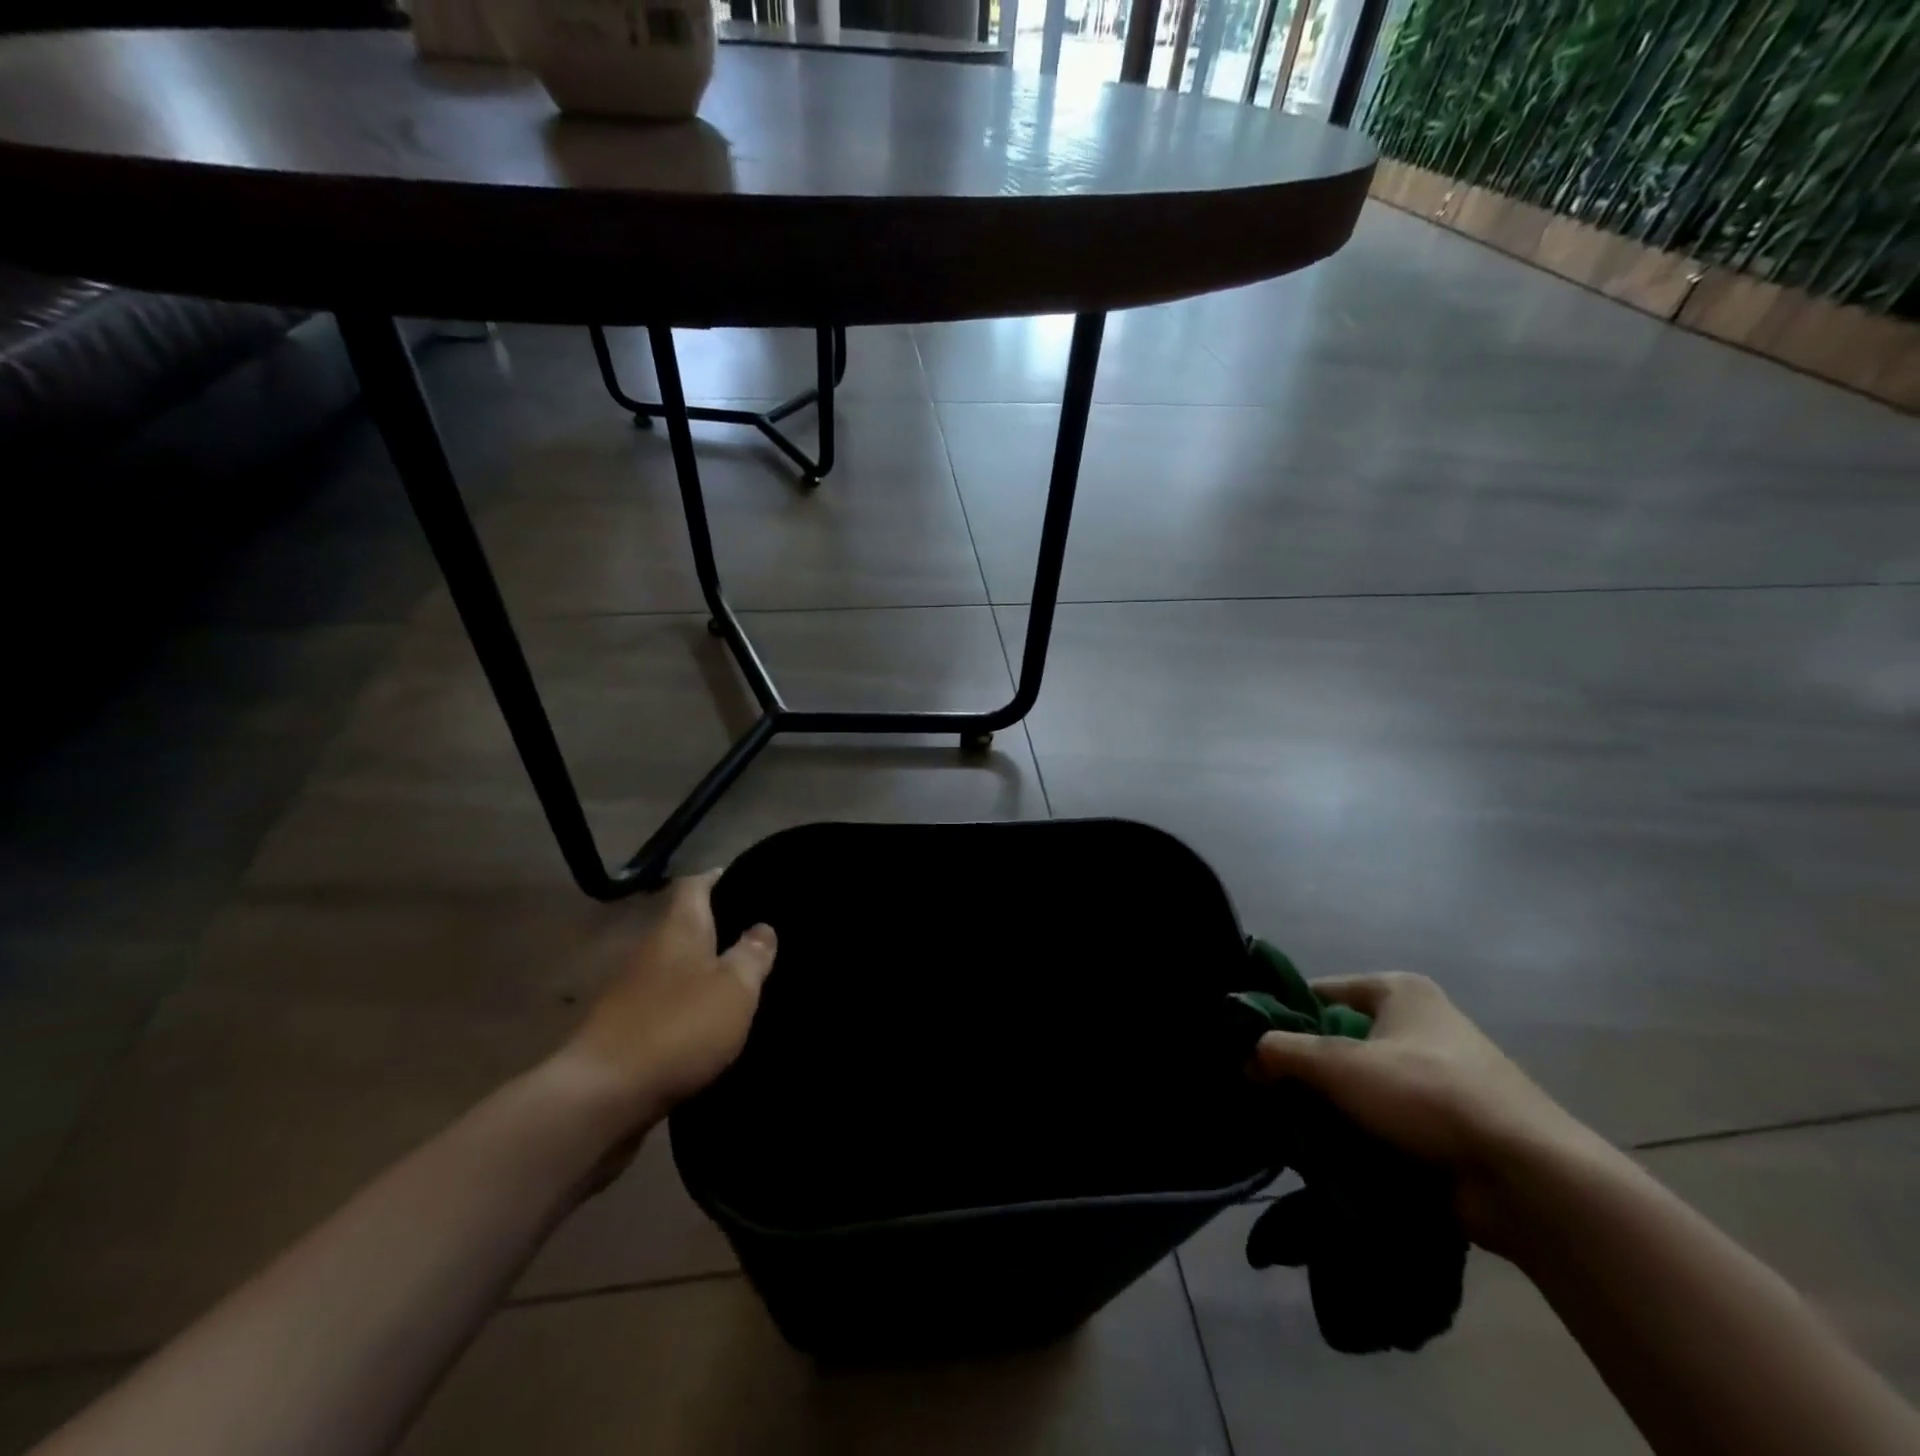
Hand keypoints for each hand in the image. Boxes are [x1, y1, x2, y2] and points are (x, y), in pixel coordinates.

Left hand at [547, 872, 776, 1136]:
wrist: (602, 1098)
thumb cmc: (677, 1028)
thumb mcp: (734, 988)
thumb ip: (752, 955)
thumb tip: (763, 927)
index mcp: (678, 929)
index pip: (695, 885)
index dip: (719, 878)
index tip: (749, 879)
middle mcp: (652, 951)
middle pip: (686, 926)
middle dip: (719, 927)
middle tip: (760, 933)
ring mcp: (634, 993)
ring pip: (678, 967)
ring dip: (706, 970)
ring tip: (746, 978)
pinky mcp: (627, 1031)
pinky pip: (668, 1004)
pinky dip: (691, 1006)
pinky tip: (714, 1021)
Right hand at [1251, 972, 1598, 1251]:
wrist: (1526, 1178)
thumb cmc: (1427, 1094)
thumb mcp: (1339, 1065)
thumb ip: (1282, 1053)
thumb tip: (1246, 1056)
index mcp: (1399, 992)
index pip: (1321, 993)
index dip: (1283, 1014)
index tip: (1250, 1044)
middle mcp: (1420, 1026)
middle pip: (1339, 1040)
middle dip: (1305, 1067)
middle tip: (1263, 1089)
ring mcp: (1438, 1077)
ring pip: (1361, 1085)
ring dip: (1330, 1105)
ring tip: (1289, 1125)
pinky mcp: (1448, 1125)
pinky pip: (1385, 1121)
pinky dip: (1358, 1133)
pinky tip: (1326, 1151)